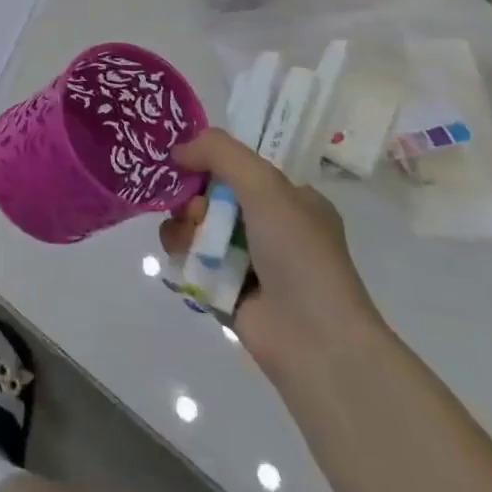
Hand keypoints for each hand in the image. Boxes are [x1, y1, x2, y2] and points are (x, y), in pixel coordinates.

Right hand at [161, 130, 385, 383]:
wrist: (314, 340)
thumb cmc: (298, 255)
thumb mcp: (265, 186)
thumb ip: (220, 153)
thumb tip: (177, 151)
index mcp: (292, 199)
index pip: (239, 167)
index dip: (209, 162)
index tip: (185, 163)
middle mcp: (269, 225)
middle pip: (210, 194)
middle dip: (194, 198)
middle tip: (197, 212)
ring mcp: (247, 258)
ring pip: (195, 224)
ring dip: (185, 226)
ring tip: (194, 242)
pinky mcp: (224, 285)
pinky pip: (189, 256)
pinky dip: (182, 253)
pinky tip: (187, 259)